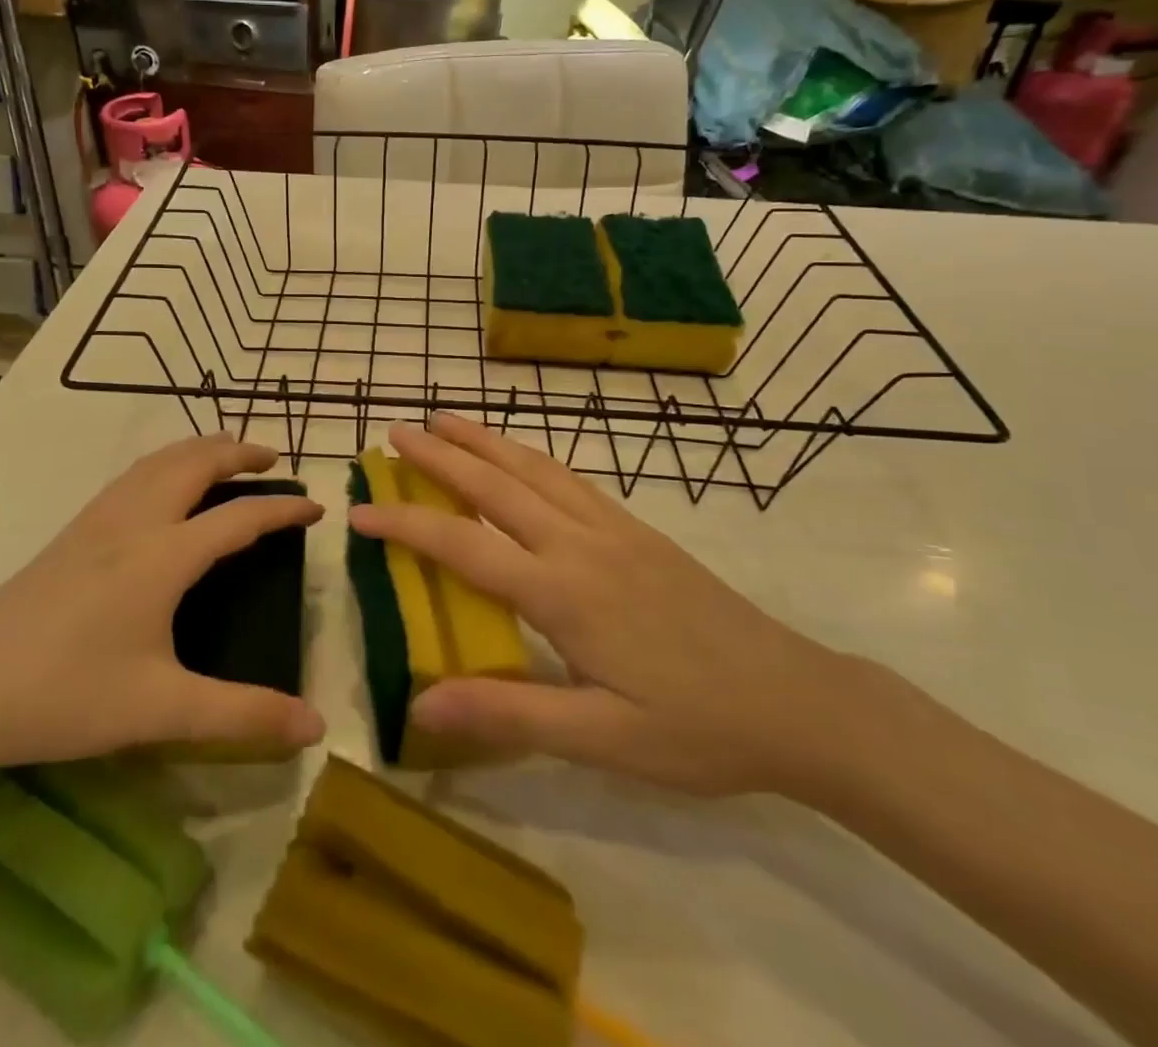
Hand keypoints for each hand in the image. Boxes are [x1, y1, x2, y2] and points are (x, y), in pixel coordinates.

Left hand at [0, 435, 325, 781]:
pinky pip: (130, 477)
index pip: (239, 518)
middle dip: (238, 453)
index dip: (282, 510)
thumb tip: (315, 728)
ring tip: (224, 456)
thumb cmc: (66, 695)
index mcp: (164, 556)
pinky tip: (159, 487)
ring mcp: (95, 523)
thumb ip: (243, 715)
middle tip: (272, 459)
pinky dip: (163, 463)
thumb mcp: (162, 709)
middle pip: (194, 463)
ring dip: (198, 449)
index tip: (317, 507)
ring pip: (156, 462)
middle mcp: (134, 523)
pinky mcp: (69, 535)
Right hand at [348, 413, 842, 796]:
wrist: (798, 701)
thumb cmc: (696, 728)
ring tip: (446, 419)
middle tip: (395, 431)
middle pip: (496, 485)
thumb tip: (420, 701)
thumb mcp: (601, 740)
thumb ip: (509, 712)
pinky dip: (530, 456)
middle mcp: (581, 544)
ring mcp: (613, 529)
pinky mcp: (637, 529)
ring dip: (485, 440)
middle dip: (440, 455)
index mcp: (563, 592)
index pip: (463, 545)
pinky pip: (570, 478)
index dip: (405, 525)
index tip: (359, 511)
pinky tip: (519, 455)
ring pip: (535, 469)